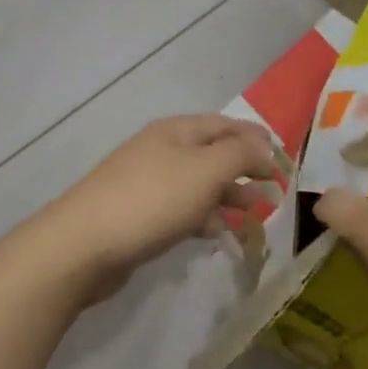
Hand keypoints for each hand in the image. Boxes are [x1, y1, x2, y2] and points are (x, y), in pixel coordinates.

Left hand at [24, 115, 280, 304]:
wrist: (84, 244)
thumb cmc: (152, 200)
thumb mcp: (205, 170)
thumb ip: (239, 154)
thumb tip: (263, 146)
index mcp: (176, 131)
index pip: (224, 125)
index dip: (255, 139)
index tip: (283, 161)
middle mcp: (162, 150)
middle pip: (212, 154)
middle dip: (244, 170)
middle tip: (274, 191)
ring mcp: (148, 183)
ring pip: (198, 185)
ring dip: (228, 196)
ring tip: (254, 215)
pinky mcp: (140, 216)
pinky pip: (182, 211)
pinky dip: (204, 219)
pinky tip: (220, 236)